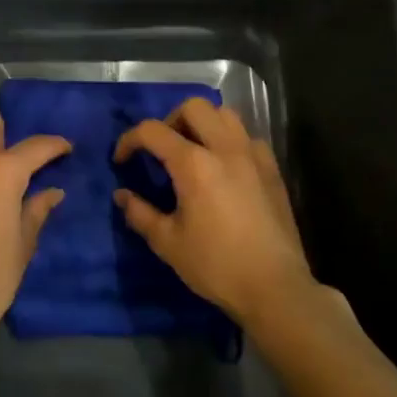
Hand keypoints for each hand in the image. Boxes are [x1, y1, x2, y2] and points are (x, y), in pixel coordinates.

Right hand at [113, 98, 315, 326]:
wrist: (275, 288)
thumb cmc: (217, 265)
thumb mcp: (168, 243)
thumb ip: (140, 213)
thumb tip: (122, 195)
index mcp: (194, 164)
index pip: (152, 131)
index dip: (129, 140)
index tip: (121, 160)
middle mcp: (225, 148)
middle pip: (193, 107)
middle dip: (169, 121)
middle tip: (161, 150)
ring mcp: (253, 155)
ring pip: (225, 114)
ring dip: (202, 123)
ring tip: (192, 150)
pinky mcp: (272, 169)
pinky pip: (247, 137)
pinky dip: (229, 140)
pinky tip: (224, 167)